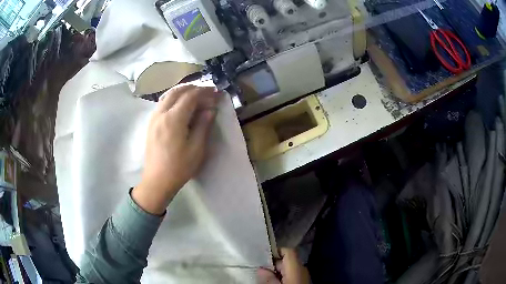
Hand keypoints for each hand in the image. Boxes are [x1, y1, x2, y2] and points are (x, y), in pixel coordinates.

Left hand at [133, 84, 220, 214]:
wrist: (157, 181)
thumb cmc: (179, 167)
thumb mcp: (196, 148)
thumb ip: (203, 125)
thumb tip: (210, 110)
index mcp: (174, 119)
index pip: (190, 96)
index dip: (204, 92)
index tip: (216, 92)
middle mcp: (161, 113)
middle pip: (177, 92)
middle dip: (193, 88)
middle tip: (207, 93)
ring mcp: (154, 118)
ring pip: (168, 96)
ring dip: (182, 92)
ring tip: (195, 97)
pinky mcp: (151, 124)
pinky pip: (162, 103)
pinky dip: (173, 99)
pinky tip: (180, 107)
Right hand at [257, 248, 309, 283]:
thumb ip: (268, 277)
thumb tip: (261, 269)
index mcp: (297, 266)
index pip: (288, 250)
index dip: (275, 251)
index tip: (262, 256)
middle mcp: (302, 268)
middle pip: (287, 260)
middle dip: (273, 264)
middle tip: (260, 269)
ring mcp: (304, 275)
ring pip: (288, 269)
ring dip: (277, 271)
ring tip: (265, 277)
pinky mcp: (302, 281)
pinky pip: (291, 275)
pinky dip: (282, 277)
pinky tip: (275, 282)